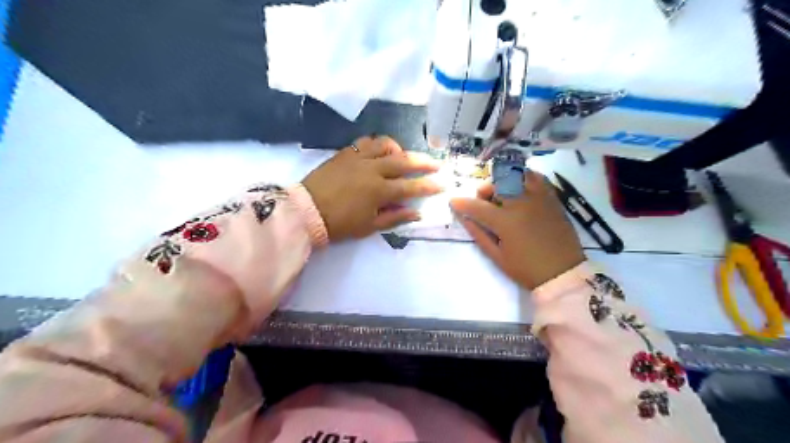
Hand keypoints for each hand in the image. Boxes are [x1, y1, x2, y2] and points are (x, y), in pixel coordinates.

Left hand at [303, 134, 441, 241]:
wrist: (306, 211)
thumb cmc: (340, 224)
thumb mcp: (369, 226)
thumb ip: (395, 216)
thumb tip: (416, 212)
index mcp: (379, 190)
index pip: (411, 187)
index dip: (429, 186)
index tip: (442, 184)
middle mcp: (372, 169)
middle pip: (404, 161)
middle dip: (424, 162)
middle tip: (436, 164)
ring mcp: (358, 158)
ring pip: (385, 144)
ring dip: (399, 149)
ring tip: (403, 156)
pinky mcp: (345, 153)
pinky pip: (365, 142)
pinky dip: (377, 144)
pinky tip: (379, 151)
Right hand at [450, 170, 584, 290]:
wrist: (563, 273)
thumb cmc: (526, 269)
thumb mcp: (497, 257)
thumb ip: (478, 234)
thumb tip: (464, 217)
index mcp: (506, 221)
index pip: (477, 206)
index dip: (461, 203)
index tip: (453, 202)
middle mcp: (522, 203)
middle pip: (496, 183)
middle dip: (483, 190)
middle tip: (483, 203)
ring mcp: (539, 198)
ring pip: (516, 174)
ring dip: (503, 181)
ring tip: (502, 195)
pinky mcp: (552, 198)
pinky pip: (536, 177)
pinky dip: (523, 178)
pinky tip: (519, 190)